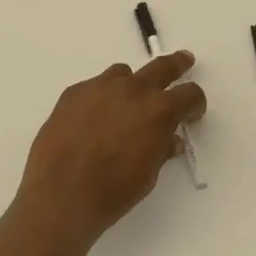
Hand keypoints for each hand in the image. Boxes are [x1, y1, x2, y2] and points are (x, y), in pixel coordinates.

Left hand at [16, 52, 205, 248]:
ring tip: (126, 102)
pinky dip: (100, 98)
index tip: (193, 111)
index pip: (189, 94)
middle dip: (176, 65)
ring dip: (131, 84)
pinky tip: (91, 120)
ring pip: (122, 73)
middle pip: (161, 67)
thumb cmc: (112, 192)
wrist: (60, 195)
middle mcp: (132, 90)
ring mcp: (100, 87)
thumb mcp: (147, 174)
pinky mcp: (73, 92)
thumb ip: (161, 149)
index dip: (195, 103)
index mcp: (159, 111)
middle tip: (183, 61)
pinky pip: (94, 87)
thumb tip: (169, 139)